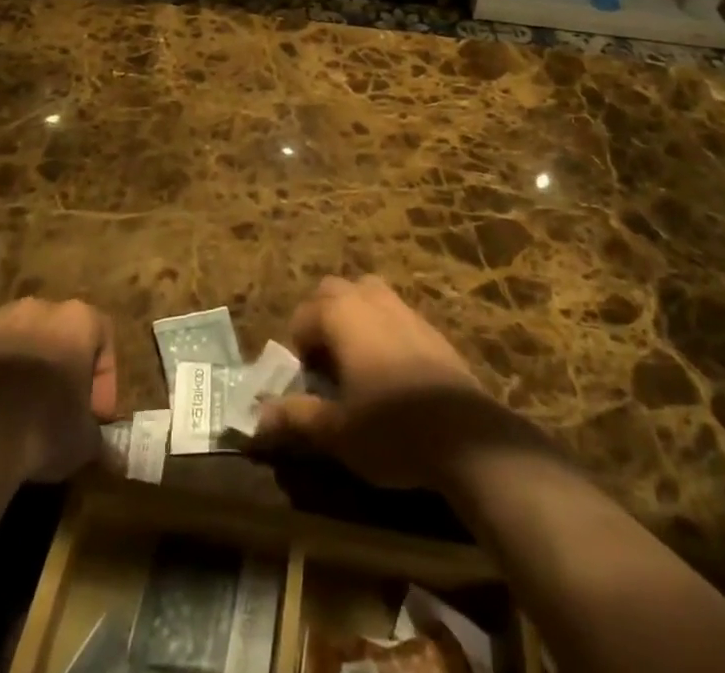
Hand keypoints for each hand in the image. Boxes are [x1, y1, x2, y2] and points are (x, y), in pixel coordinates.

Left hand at [0, 297, 117, 482]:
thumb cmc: (42, 430)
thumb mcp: (84, 441)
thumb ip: (95, 433)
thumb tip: (98, 442)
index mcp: (77, 319)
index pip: (103, 335)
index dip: (103, 376)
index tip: (95, 413)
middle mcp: (37, 308)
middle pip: (56, 329)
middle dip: (58, 361)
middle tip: (56, 404)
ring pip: (13, 332)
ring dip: (17, 359)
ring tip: (12, 404)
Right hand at [254, 276, 491, 488]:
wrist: (465, 435)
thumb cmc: (390, 428)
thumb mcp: (336, 431)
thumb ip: (296, 418)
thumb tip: (258, 418)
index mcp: (341, 314)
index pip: (303, 315)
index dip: (298, 348)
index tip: (307, 383)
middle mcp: (370, 299)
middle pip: (333, 290)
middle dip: (322, 318)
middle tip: (326, 364)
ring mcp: (404, 308)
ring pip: (367, 294)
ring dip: (354, 317)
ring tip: (356, 362)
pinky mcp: (430, 326)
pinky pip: (394, 313)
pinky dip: (382, 329)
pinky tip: (392, 372)